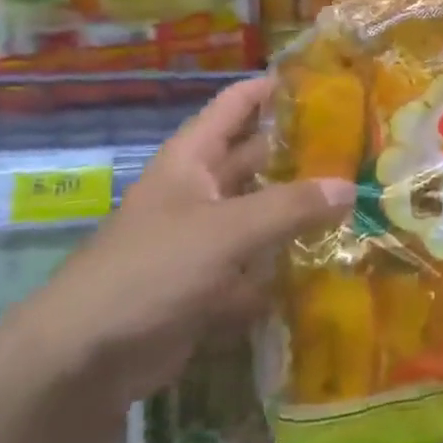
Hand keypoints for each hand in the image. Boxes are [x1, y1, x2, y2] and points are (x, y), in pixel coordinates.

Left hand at [0, 79, 353, 442]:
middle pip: (255, 160)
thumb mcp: (225, 231)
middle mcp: (199, 192)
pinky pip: (256, 266)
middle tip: (360, 147)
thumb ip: (290, 207)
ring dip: (299, 212)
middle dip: (301, 153)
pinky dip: (286, 267)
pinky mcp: (208, 286)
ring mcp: (203, 241)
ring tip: (359, 201)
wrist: (82, 361)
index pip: (236, 105)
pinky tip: (331, 264)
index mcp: (192, 160)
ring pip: (260, 215)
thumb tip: (350, 186)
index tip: (324, 81)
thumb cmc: (150, 271)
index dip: (273, 88)